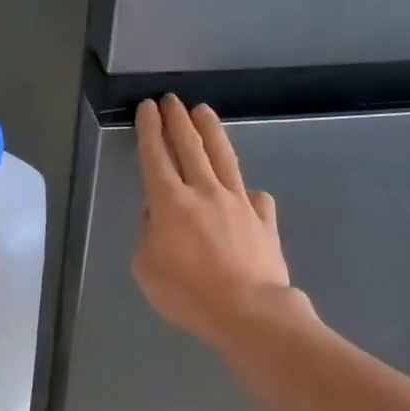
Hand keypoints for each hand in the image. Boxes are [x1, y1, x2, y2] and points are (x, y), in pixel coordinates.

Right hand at [132, 95, 298, 349]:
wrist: (248, 311)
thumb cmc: (188, 294)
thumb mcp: (146, 268)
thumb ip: (147, 233)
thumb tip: (156, 213)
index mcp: (170, 203)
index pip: (156, 157)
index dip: (150, 130)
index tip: (147, 108)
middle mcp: (205, 192)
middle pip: (190, 146)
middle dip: (178, 120)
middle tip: (171, 99)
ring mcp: (238, 202)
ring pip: (223, 157)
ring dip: (211, 131)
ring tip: (204, 111)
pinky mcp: (263, 218)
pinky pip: (252, 195)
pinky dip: (243, 188)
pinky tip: (242, 190)